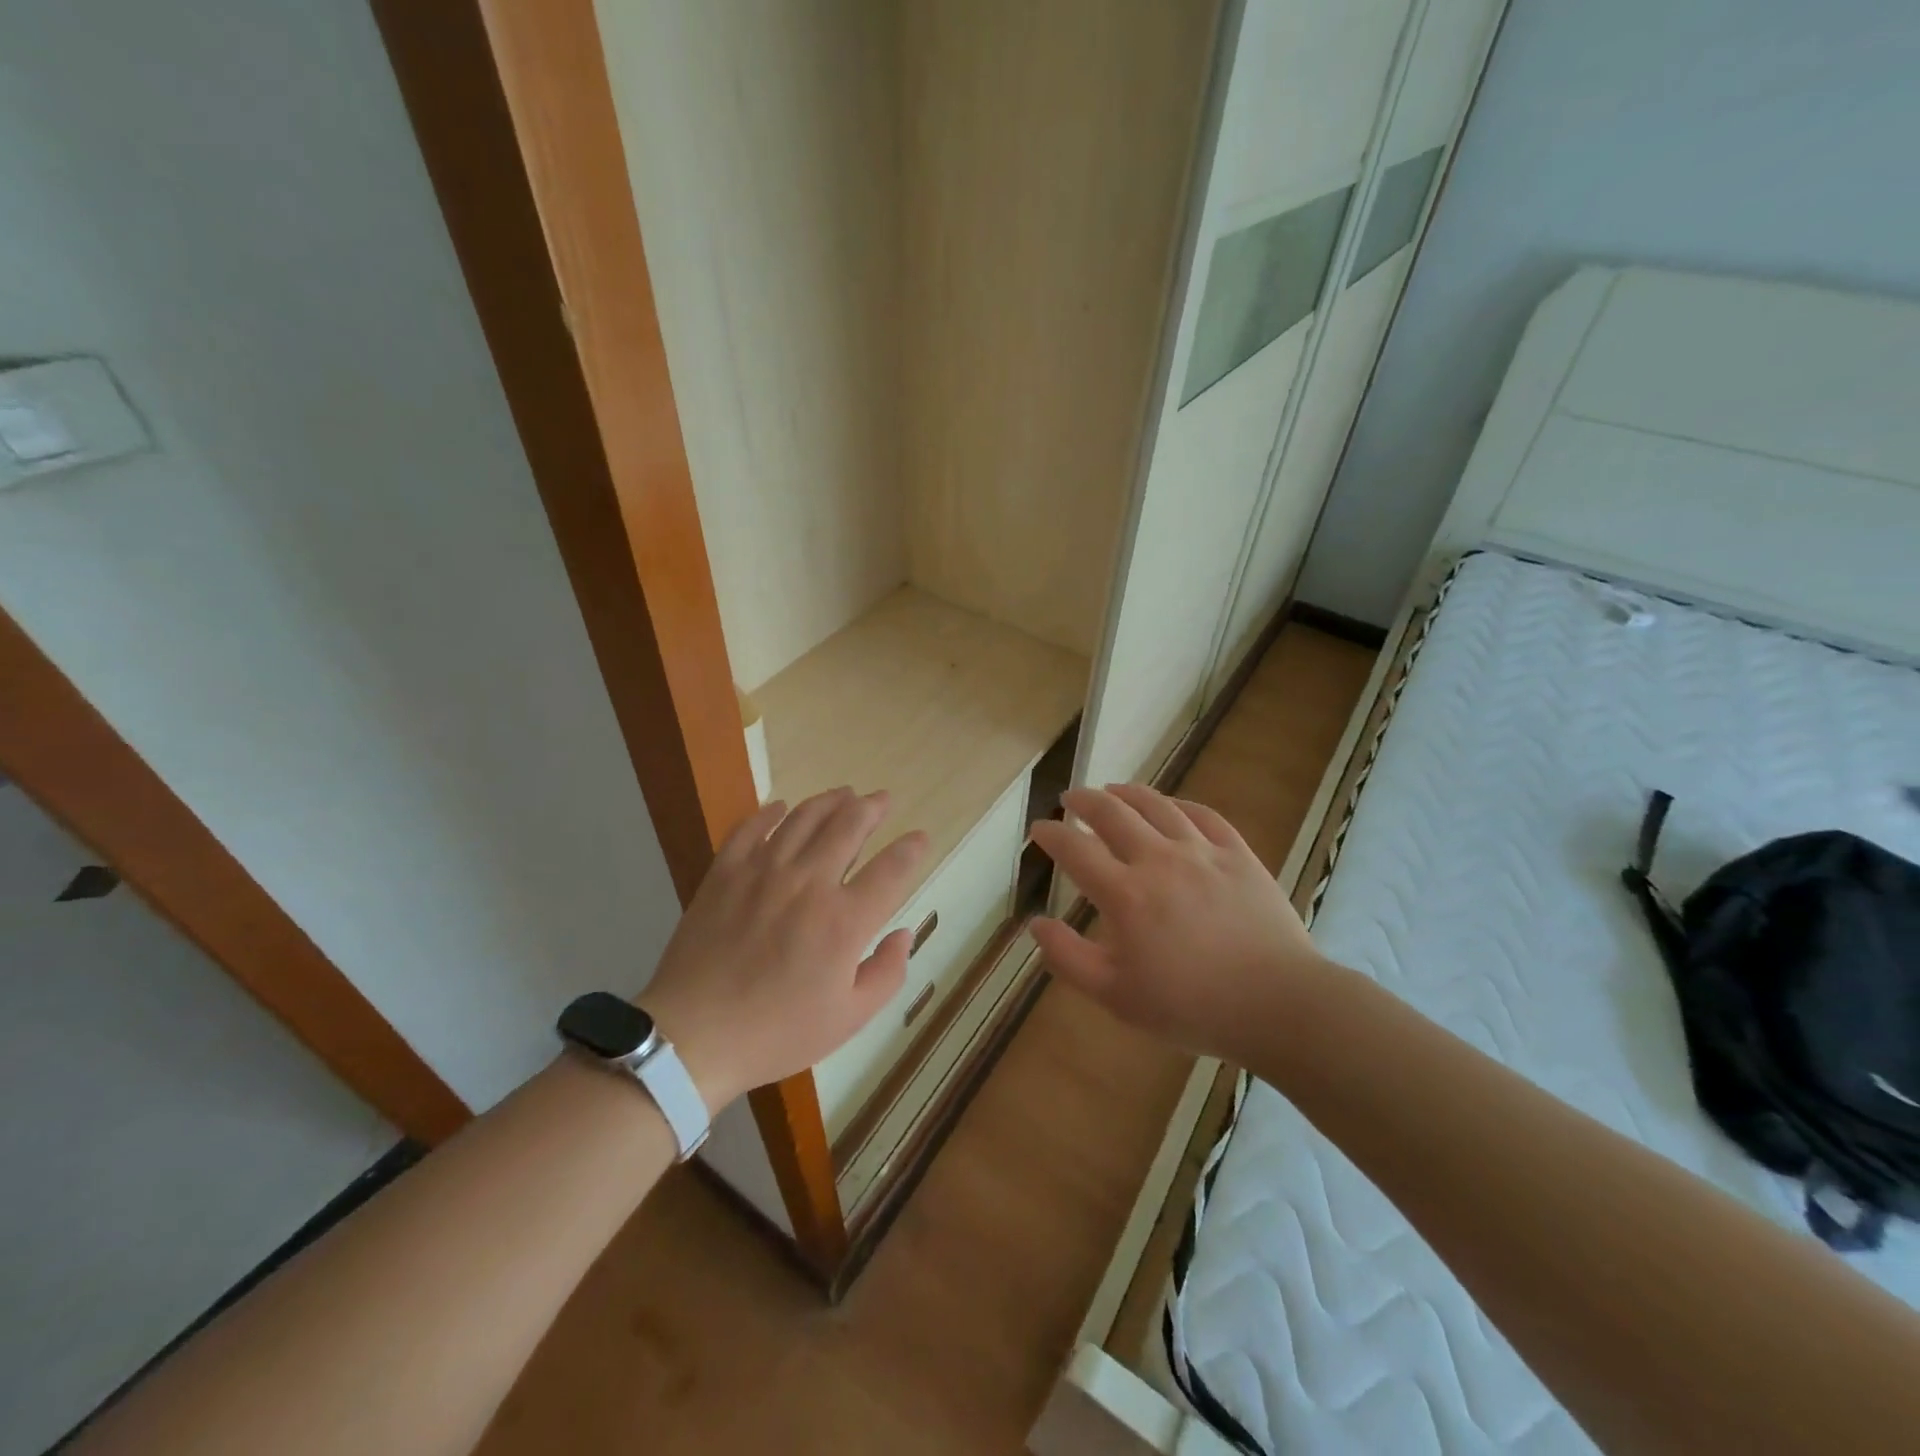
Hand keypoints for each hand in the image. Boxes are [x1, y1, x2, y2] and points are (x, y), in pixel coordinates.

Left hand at [638, 788, 928, 1110]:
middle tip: (882, 799)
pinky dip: (770, 812)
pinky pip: (751, 827)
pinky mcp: (725, 872)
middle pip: (849, 826)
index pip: (891, 869)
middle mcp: (808, 883)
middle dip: (872, 807)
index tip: (920, 838)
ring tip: (845, 793)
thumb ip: (886, 973)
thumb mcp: (848, 1019)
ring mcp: (763, 871)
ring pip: (804, 817)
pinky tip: (781, 806)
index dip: (911, 849)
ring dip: (830, 800)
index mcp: (844, 920)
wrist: (692, 1037)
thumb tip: (905, 934)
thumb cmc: (776, 1032)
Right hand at [1028, 784, 1331, 1064]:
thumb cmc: (1190, 1006)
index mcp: (1125, 894)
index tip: (1039, 828)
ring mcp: (1202, 853)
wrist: (1278, 1004)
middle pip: (1112, 813)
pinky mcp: (1238, 855)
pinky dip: (1179, 804)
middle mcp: (1159, 860)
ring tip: (1112, 789)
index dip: (1052, 834)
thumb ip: (1069, 958)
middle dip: (1084, 801)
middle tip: (1070, 798)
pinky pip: (1203, 815)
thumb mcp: (1116, 996)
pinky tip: (1171, 806)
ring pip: (1157, 805)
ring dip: (1127, 793)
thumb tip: (1036, 924)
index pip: (1076, 849)